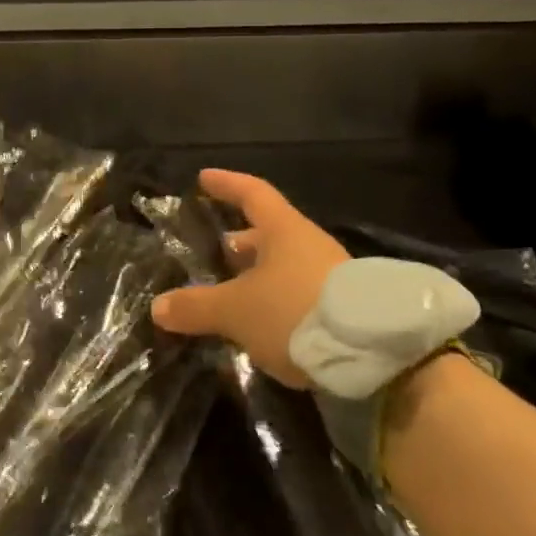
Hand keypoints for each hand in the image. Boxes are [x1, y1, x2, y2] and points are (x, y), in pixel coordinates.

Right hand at [151, 169, 348, 388]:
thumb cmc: (296, 311)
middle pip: (269, 233)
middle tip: (215, 249)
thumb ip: (196, 306)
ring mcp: (331, 277)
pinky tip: (260, 324)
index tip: (203, 178)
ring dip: (258, 276)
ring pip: (285, 267)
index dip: (226, 184)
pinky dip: (275, 302)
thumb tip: (157, 306)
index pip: (252, 193)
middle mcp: (310, 246)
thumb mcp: (236, 311)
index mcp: (284, 230)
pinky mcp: (344, 310)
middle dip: (240, 240)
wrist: (378, 356)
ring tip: (231, 293)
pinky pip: (298, 294)